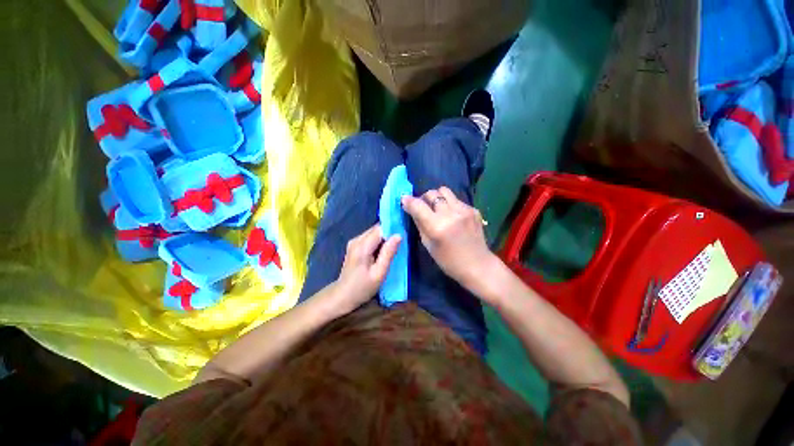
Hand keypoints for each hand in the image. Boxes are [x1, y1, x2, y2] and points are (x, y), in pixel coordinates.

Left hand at [330, 224, 401, 314]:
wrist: (343, 296)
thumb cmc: (362, 287)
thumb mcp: (379, 273)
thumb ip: (388, 253)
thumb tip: (398, 235)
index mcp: (362, 246)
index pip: (380, 229)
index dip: (392, 230)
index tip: (402, 237)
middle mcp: (356, 240)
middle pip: (376, 229)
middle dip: (388, 234)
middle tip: (398, 246)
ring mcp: (354, 242)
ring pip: (373, 233)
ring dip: (383, 239)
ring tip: (390, 251)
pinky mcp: (354, 245)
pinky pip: (370, 238)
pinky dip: (378, 242)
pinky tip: (381, 253)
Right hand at [401, 187, 495, 291]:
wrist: (478, 265)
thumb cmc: (449, 261)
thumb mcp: (428, 245)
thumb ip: (419, 224)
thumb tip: (411, 208)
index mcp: (437, 226)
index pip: (418, 205)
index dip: (408, 200)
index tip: (404, 200)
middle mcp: (451, 214)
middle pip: (431, 193)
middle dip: (423, 198)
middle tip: (423, 207)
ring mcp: (464, 210)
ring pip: (444, 191)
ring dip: (437, 197)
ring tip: (437, 208)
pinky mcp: (473, 209)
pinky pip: (456, 199)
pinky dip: (449, 204)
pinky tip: (452, 216)